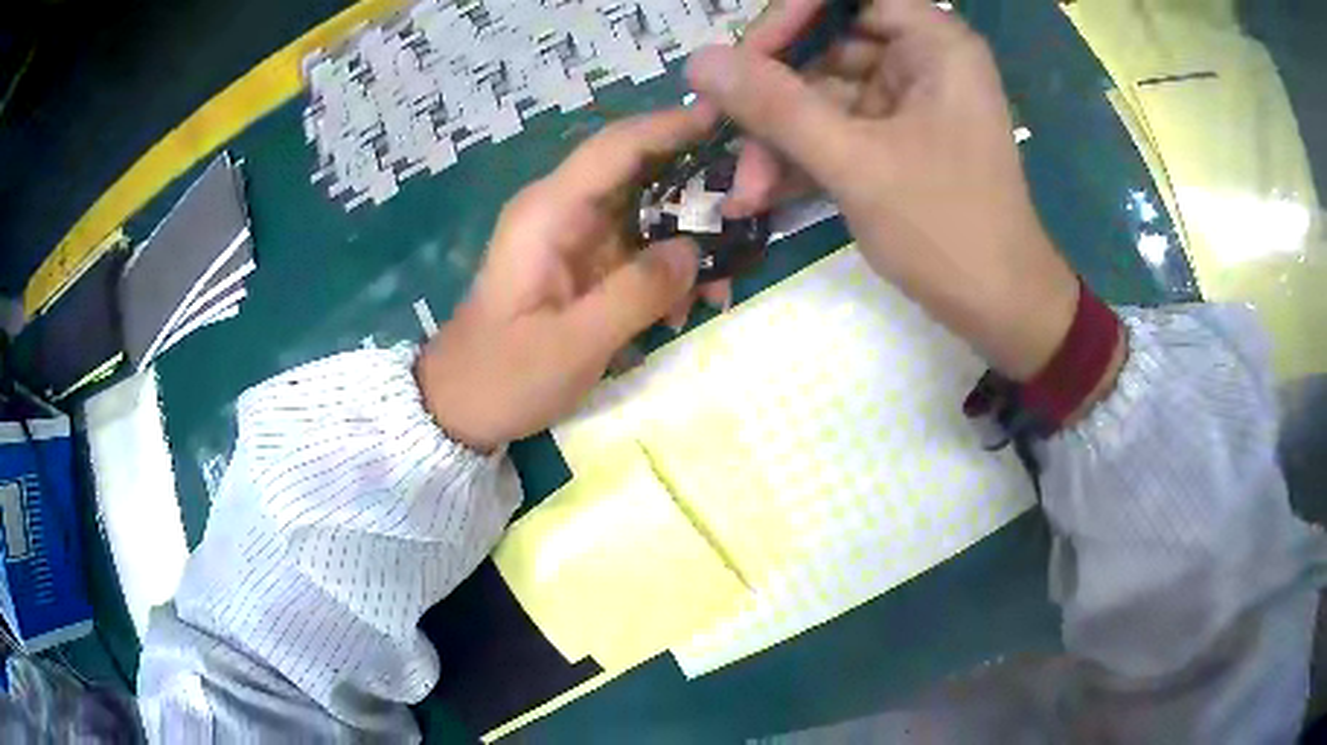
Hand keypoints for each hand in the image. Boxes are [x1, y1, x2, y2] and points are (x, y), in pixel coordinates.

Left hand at [416, 109, 715, 450]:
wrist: (462, 408)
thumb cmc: (503, 377)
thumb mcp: (571, 345)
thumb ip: (635, 294)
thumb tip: (694, 252)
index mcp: (548, 214)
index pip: (615, 148)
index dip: (670, 126)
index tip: (726, 117)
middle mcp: (563, 212)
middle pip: (640, 173)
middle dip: (697, 189)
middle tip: (752, 210)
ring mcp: (575, 239)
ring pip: (648, 214)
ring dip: (689, 239)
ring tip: (723, 284)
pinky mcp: (585, 266)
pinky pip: (640, 251)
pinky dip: (670, 271)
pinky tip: (689, 307)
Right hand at [688, 0, 1080, 380]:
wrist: (1001, 311)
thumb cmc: (948, 230)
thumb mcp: (857, 163)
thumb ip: (776, 106)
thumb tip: (699, 61)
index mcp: (933, 42)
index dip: (789, 18)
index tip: (741, 62)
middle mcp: (921, 60)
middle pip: (825, 47)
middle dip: (772, 97)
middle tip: (720, 133)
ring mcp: (907, 102)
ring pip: (822, 95)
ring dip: (778, 139)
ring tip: (744, 189)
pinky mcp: (896, 139)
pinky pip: (836, 130)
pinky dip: (801, 158)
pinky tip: (763, 194)